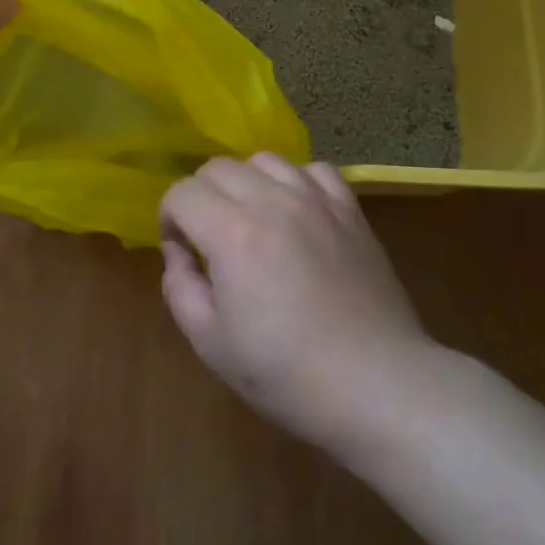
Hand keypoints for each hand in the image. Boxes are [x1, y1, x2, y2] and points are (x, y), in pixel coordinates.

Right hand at [158, 153, 432, 452]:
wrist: (376, 384)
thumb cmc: (286, 374)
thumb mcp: (211, 343)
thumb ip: (180, 288)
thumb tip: (178, 253)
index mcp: (232, 233)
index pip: (182, 193)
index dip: (168, 218)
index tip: (180, 252)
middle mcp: (272, 201)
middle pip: (218, 168)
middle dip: (200, 197)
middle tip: (208, 239)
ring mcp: (316, 200)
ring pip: (264, 160)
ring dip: (244, 183)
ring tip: (251, 220)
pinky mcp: (350, 210)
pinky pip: (314, 169)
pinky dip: (295, 181)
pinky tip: (296, 211)